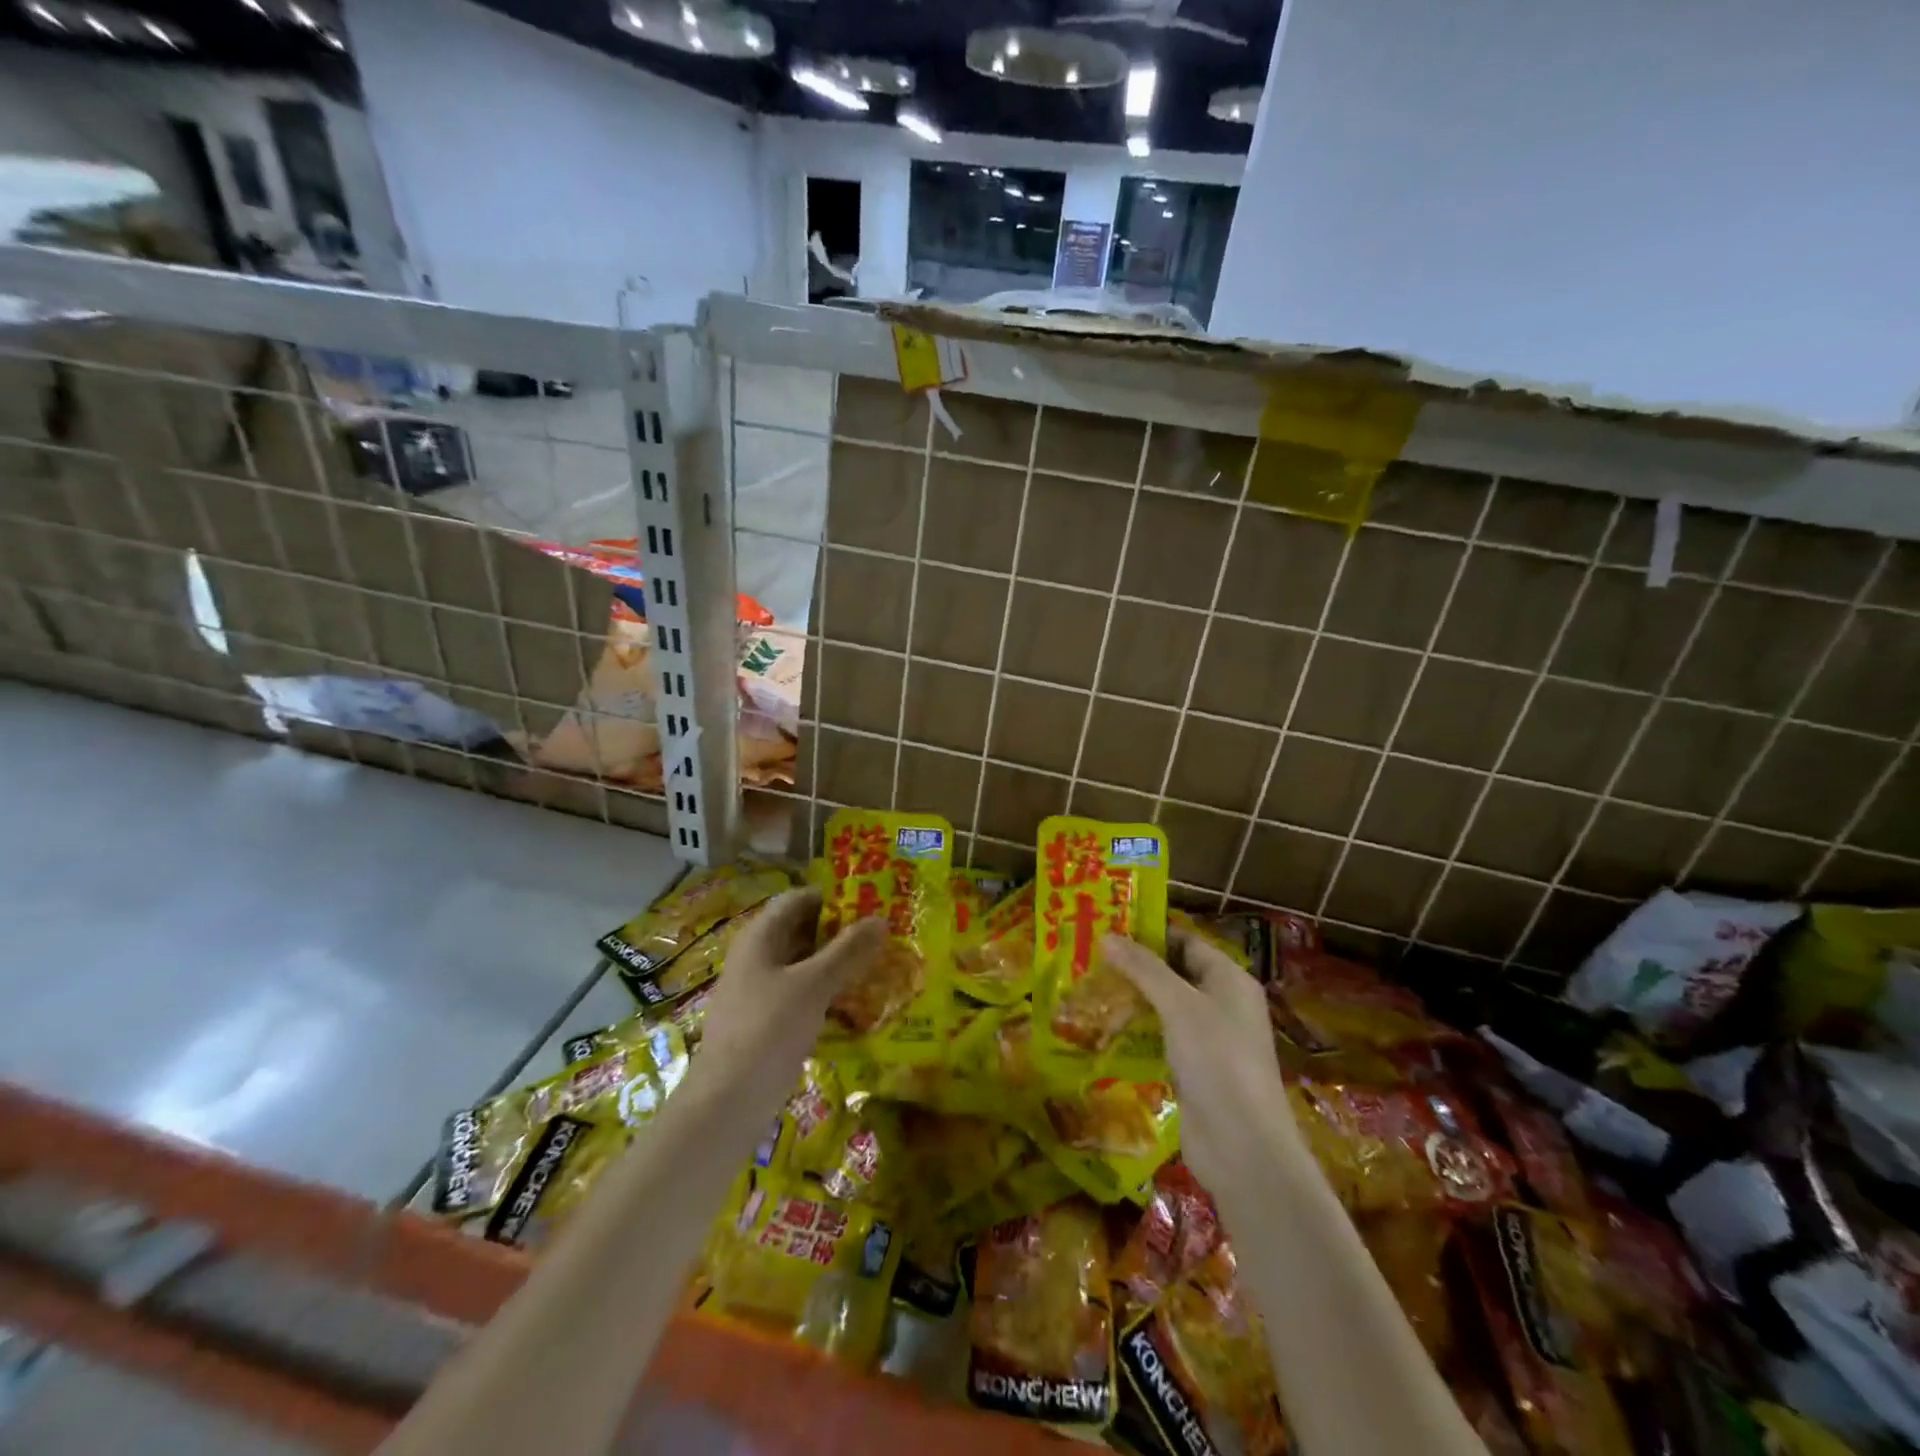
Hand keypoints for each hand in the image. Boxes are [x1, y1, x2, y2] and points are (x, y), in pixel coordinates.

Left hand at [690, 888, 885, 1108]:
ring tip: (880, 967)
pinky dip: (828, 995)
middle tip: (884, 936)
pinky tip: (858, 1006)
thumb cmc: (767, 1031)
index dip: (833, 896)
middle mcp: (757, 958)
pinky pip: (802, 997)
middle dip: (841, 932)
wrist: (726, 1105)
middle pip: (802, 932)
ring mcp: (760, 993)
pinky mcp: (766, 1024)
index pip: (799, 899)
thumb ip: (847, 951)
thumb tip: (881, 920)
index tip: (871, 903)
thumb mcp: (813, 985)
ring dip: (838, 965)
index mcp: (760, 938)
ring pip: (804, 967)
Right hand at [1103, 928, 1306, 1202]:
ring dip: (1132, 1000)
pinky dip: (1137, 1031)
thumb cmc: (1217, 1061)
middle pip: (1174, 973)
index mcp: (1229, 980)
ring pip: (1165, 1008)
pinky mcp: (1194, 1071)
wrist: (1243, 1147)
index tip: (1107, 927)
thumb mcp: (1178, 1005)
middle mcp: (1223, 1004)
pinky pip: (1162, 1039)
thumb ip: (1143, 969)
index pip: (1186, 942)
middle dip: (1135, 967)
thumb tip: (1107, 936)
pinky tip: (1104, 1029)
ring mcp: (1210, 1040)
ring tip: (1088, 988)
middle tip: (1089, 957)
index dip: (1149, 933)